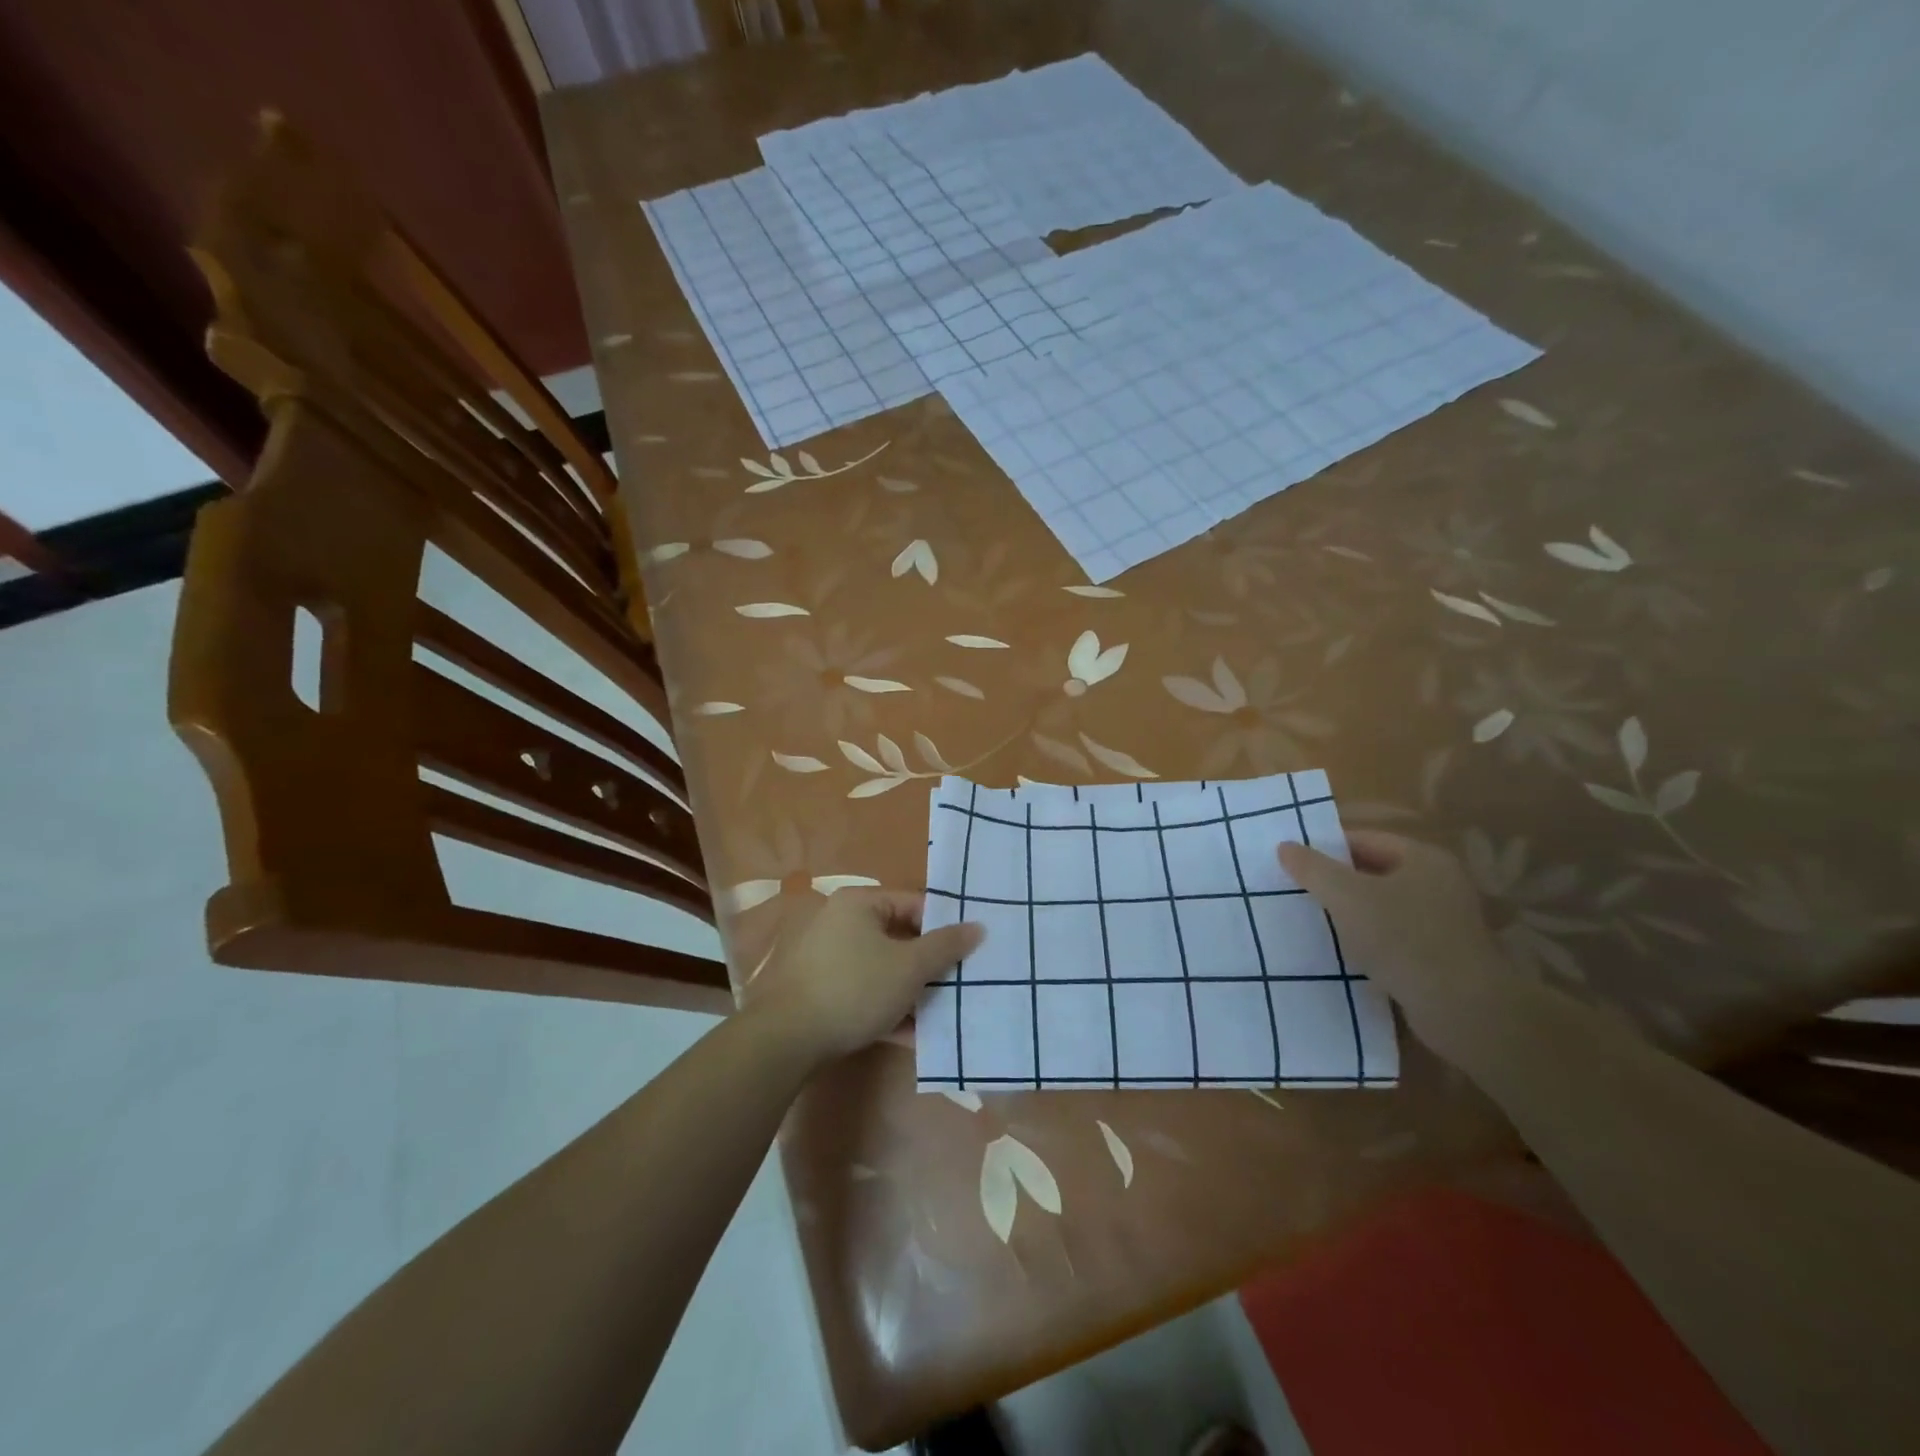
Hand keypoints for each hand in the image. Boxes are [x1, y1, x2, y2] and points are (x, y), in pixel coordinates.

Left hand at [748, 889, 985, 1063]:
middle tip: (962, 983)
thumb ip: (946, 946)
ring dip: (913, 992)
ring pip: (883, 970)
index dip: (945, 926)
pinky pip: (865, 994)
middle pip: (899, 938)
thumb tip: (978, 926)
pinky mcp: (821, 993)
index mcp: (859, 903)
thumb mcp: (909, 967)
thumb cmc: (855, 988)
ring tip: (945, 1013)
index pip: (914, 904)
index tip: (971, 951)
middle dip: (930, 965)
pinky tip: (915, 1037)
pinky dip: (889, 1010)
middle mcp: (840, 923)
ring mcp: (827, 959)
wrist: (786, 1040)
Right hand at [1278, 831, 1521, 1063]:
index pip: (1363, 839)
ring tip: (1313, 921)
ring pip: (1382, 906)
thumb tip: (1285, 846)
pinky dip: (1369, 939)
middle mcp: (1439, 883)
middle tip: (1296, 891)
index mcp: (1423, 858)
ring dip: (1350, 913)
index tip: (1292, 864)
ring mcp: (1444, 922)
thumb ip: (1313, 869)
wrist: (1462, 1010)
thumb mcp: (1346, 896)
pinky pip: (1394, 936)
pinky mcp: (1442, 956)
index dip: (1325, 848)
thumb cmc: (1403, 939)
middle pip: (1373, 872)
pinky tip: (1344, 952)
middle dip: (1335, 882)